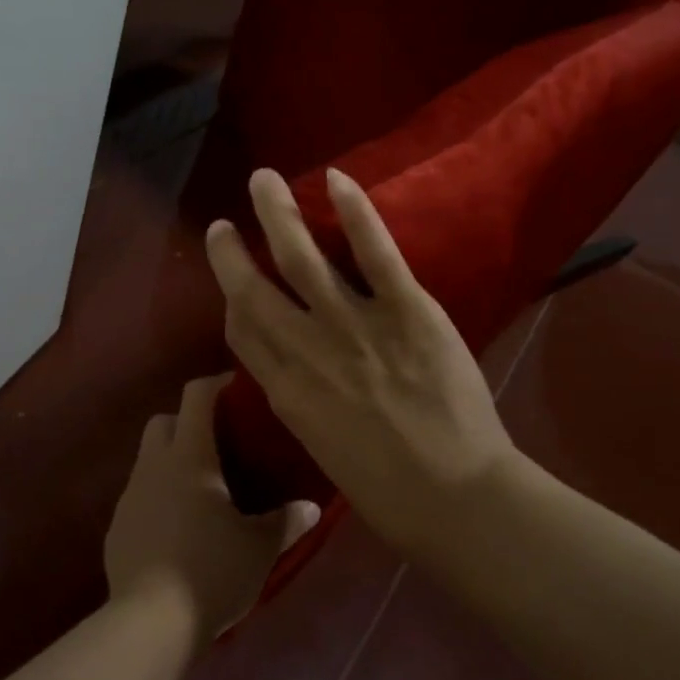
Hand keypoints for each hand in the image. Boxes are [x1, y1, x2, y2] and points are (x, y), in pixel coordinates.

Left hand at [104, 374, 319, 641]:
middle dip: (186, 420)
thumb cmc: (212, 571)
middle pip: (163, 420)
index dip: (215, 384)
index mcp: (190, 457)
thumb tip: (311, 509)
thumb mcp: (259, 548)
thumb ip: (286, 522)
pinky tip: (177, 527)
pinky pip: (139, 495)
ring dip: (171, 460)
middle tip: (216, 442)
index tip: (234, 387)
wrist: (151, 622)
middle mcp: (154, 466)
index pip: (196, 398)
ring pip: (147, 458)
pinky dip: (157, 496)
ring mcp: (130, 495)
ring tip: (200, 489)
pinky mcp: (117, 526)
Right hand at [203, 168, 517, 546]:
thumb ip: (300, 401)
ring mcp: (355, 327)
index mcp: (285, 393)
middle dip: (232, 252)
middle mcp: (308, 352)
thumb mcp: (321, 449)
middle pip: (254, 289)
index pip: (242, 332)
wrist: (456, 499)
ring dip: (278, 214)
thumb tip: (291, 367)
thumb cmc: (387, 491)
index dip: (232, 301)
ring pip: (302, 259)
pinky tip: (336, 180)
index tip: (233, 280)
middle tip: (223, 223)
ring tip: (263, 180)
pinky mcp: (408, 312)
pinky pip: (375, 253)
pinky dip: (355, 213)